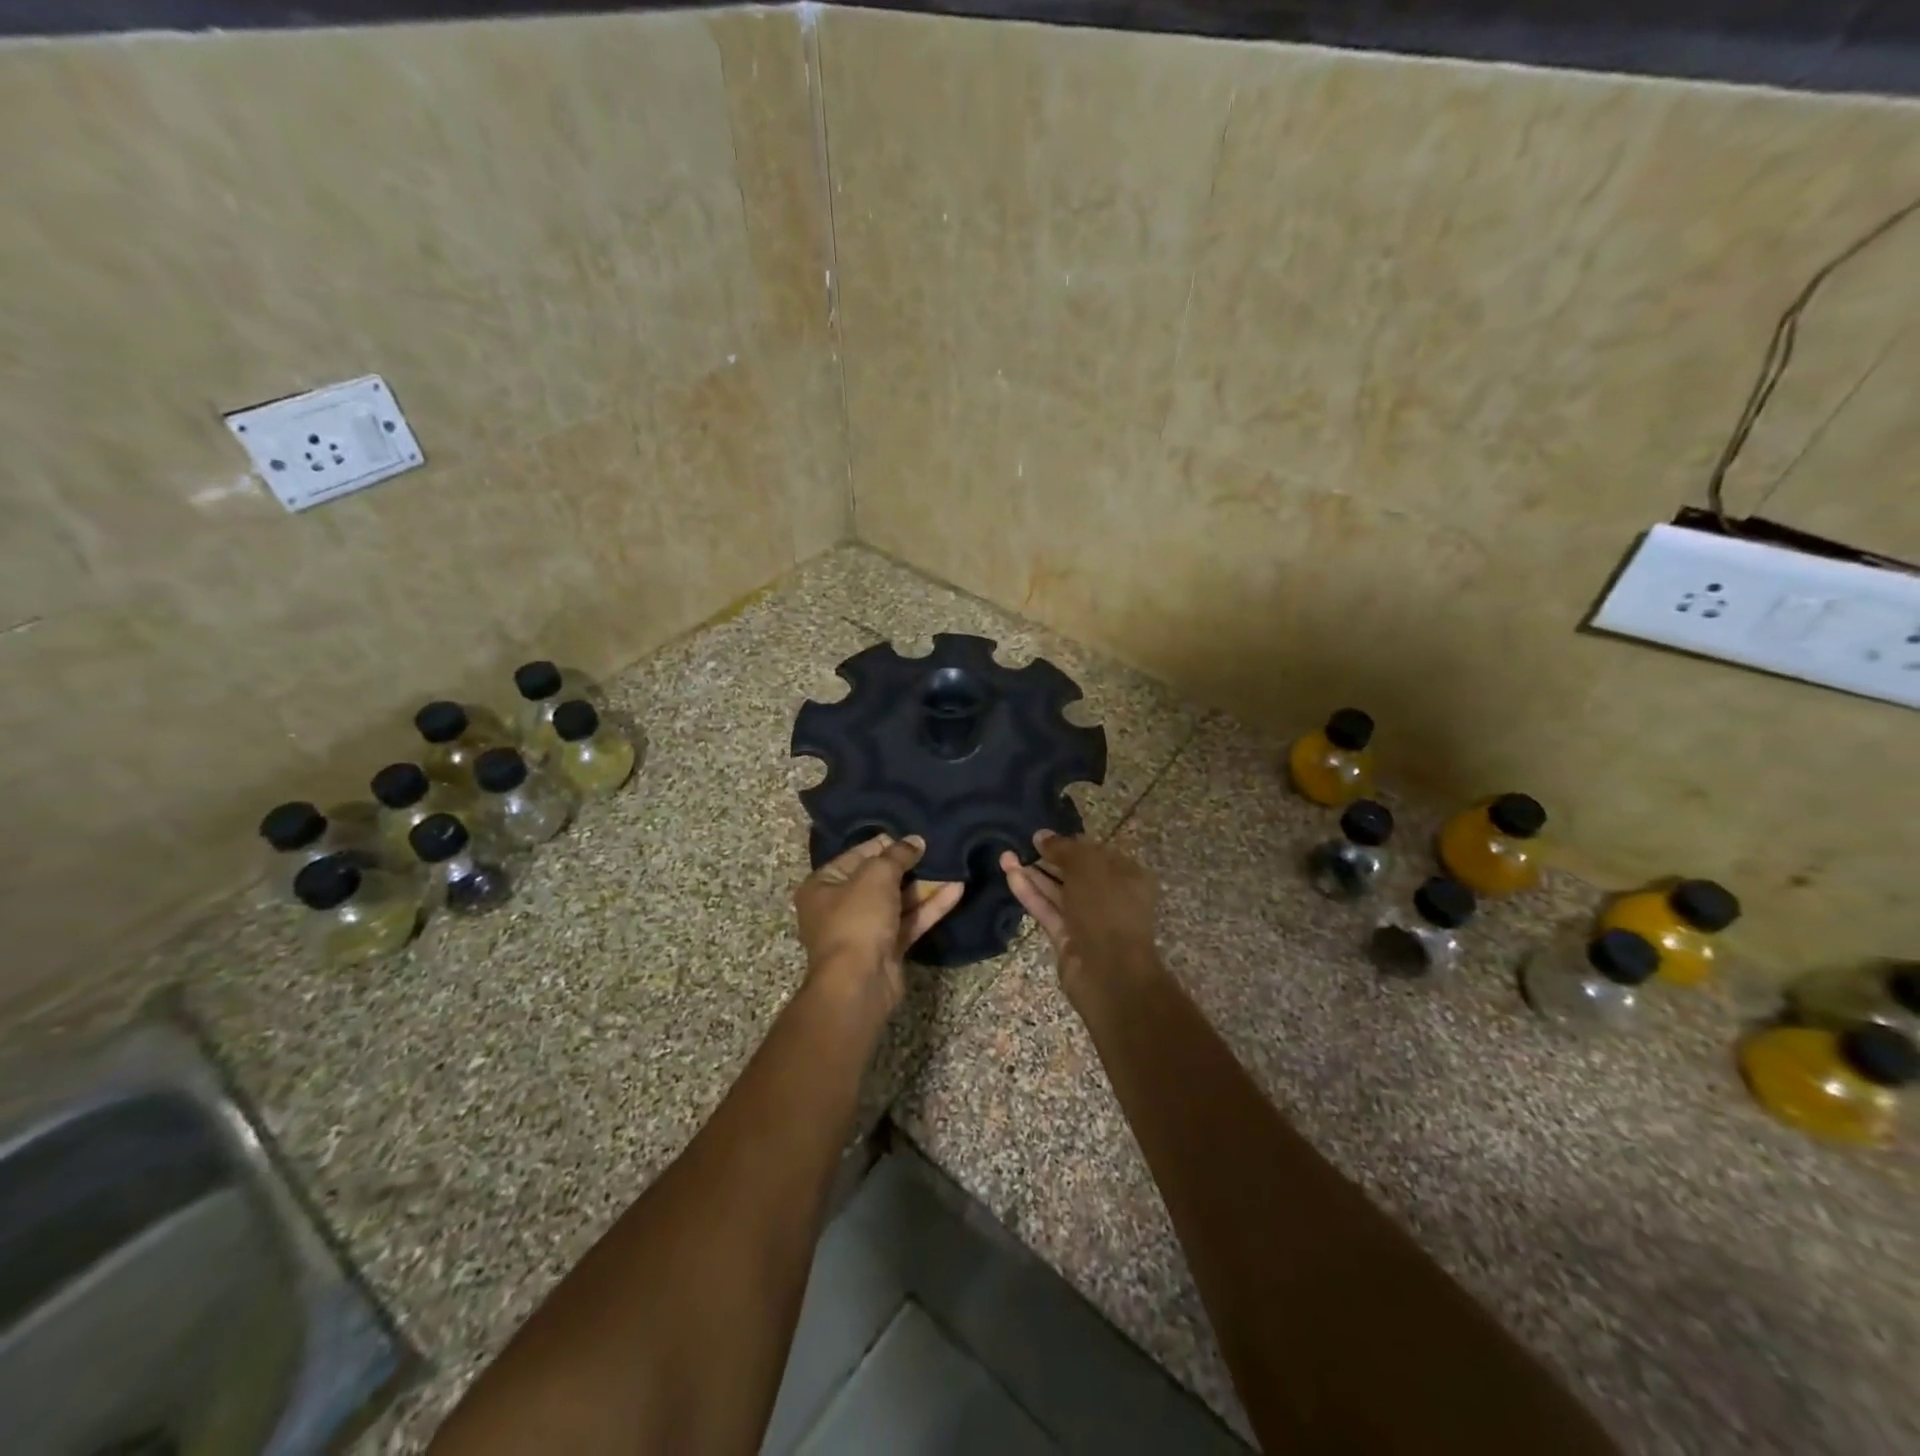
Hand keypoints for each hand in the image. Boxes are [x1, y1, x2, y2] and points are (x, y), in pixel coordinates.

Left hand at [794, 835, 963, 1011]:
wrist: (858, 983)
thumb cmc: (857, 919)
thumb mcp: (876, 876)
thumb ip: (897, 855)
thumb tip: (915, 840)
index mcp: (823, 885)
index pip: (857, 855)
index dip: (886, 844)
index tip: (914, 835)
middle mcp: (839, 907)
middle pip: (879, 879)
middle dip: (909, 866)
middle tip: (938, 849)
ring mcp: (864, 930)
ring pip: (898, 901)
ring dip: (924, 886)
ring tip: (953, 866)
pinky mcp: (887, 949)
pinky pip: (909, 921)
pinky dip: (930, 907)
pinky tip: (956, 890)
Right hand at [1001, 831, 1158, 1002]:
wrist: (1110, 972)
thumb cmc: (1107, 908)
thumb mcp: (1086, 866)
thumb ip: (1063, 848)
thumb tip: (1041, 835)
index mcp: (1127, 875)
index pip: (1095, 853)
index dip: (1068, 843)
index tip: (1041, 836)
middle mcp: (1110, 896)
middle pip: (1074, 873)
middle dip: (1047, 858)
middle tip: (1019, 844)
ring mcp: (1088, 920)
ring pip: (1057, 892)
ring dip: (1033, 875)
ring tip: (1005, 856)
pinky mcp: (1067, 938)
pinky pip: (1047, 910)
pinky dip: (1030, 894)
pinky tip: (1010, 876)